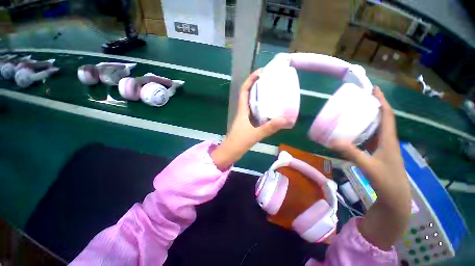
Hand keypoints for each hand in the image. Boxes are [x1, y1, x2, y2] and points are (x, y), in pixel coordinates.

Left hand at [211, 69, 286, 169]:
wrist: (230, 152)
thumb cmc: (239, 142)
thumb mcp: (255, 134)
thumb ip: (269, 128)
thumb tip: (285, 119)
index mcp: (242, 110)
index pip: (244, 91)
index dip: (250, 80)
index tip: (260, 73)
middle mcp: (243, 112)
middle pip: (248, 95)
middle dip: (257, 86)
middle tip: (270, 81)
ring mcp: (245, 118)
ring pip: (252, 103)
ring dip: (259, 97)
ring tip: (272, 92)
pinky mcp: (248, 124)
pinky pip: (255, 112)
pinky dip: (261, 109)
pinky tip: (270, 110)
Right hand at [330, 88, 411, 250]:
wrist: (395, 196)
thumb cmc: (386, 180)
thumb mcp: (368, 166)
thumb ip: (351, 153)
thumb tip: (332, 141)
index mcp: (388, 139)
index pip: (387, 115)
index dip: (382, 101)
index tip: (374, 90)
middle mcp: (388, 140)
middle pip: (383, 118)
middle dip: (374, 106)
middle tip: (361, 99)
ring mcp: (384, 147)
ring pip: (378, 127)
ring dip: (370, 117)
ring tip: (357, 111)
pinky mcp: (380, 152)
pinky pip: (373, 136)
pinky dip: (366, 130)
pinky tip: (356, 131)